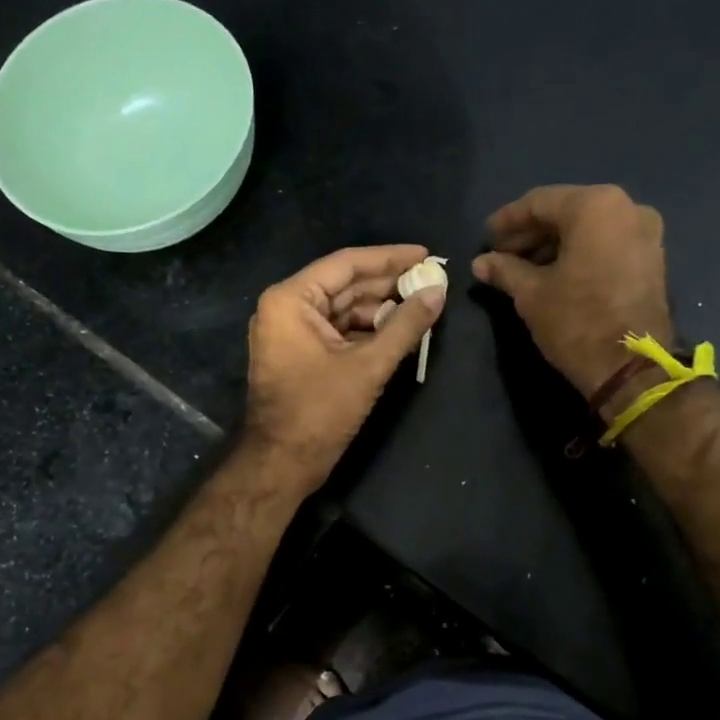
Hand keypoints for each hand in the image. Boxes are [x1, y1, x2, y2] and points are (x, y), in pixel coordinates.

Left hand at [242, 244, 445, 492]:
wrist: (281, 464)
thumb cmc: (319, 411)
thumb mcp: (368, 366)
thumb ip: (405, 325)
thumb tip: (438, 292)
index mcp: (291, 300)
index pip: (346, 264)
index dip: (389, 258)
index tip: (426, 254)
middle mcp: (286, 308)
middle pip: (345, 285)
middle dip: (388, 285)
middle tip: (431, 281)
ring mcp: (290, 332)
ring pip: (343, 309)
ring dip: (380, 309)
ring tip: (422, 306)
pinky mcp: (299, 354)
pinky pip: (337, 331)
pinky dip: (366, 331)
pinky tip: (399, 330)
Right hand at [472, 185, 672, 395]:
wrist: (631, 366)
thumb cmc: (576, 321)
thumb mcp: (531, 294)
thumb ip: (505, 270)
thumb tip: (480, 263)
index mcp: (594, 206)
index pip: (539, 202)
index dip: (507, 220)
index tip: (485, 237)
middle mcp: (626, 208)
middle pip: (566, 212)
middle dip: (531, 233)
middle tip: (501, 255)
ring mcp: (645, 232)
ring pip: (587, 229)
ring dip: (553, 245)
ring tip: (522, 269)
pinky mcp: (652, 259)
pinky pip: (606, 244)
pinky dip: (579, 253)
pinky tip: (553, 274)